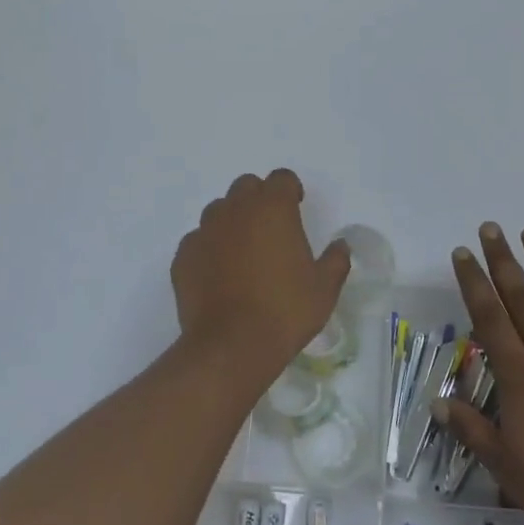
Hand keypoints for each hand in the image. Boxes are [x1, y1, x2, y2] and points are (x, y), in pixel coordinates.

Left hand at [170, 170, 350, 391]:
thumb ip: (335, 260)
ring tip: (243, 252)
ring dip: (232, 221)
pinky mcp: (183, 256)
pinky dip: (209, 249)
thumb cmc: (285, 311)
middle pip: (246, 187)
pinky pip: (198, 240)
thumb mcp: (324, 289)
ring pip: (218, 210)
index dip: (290, 190)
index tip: (296, 208)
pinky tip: (218, 275)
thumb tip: (340, 246)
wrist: (231, 345)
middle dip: (259, 199)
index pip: (281, 178)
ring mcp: (204, 231)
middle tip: (270, 229)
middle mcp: (235, 210)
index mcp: (273, 208)